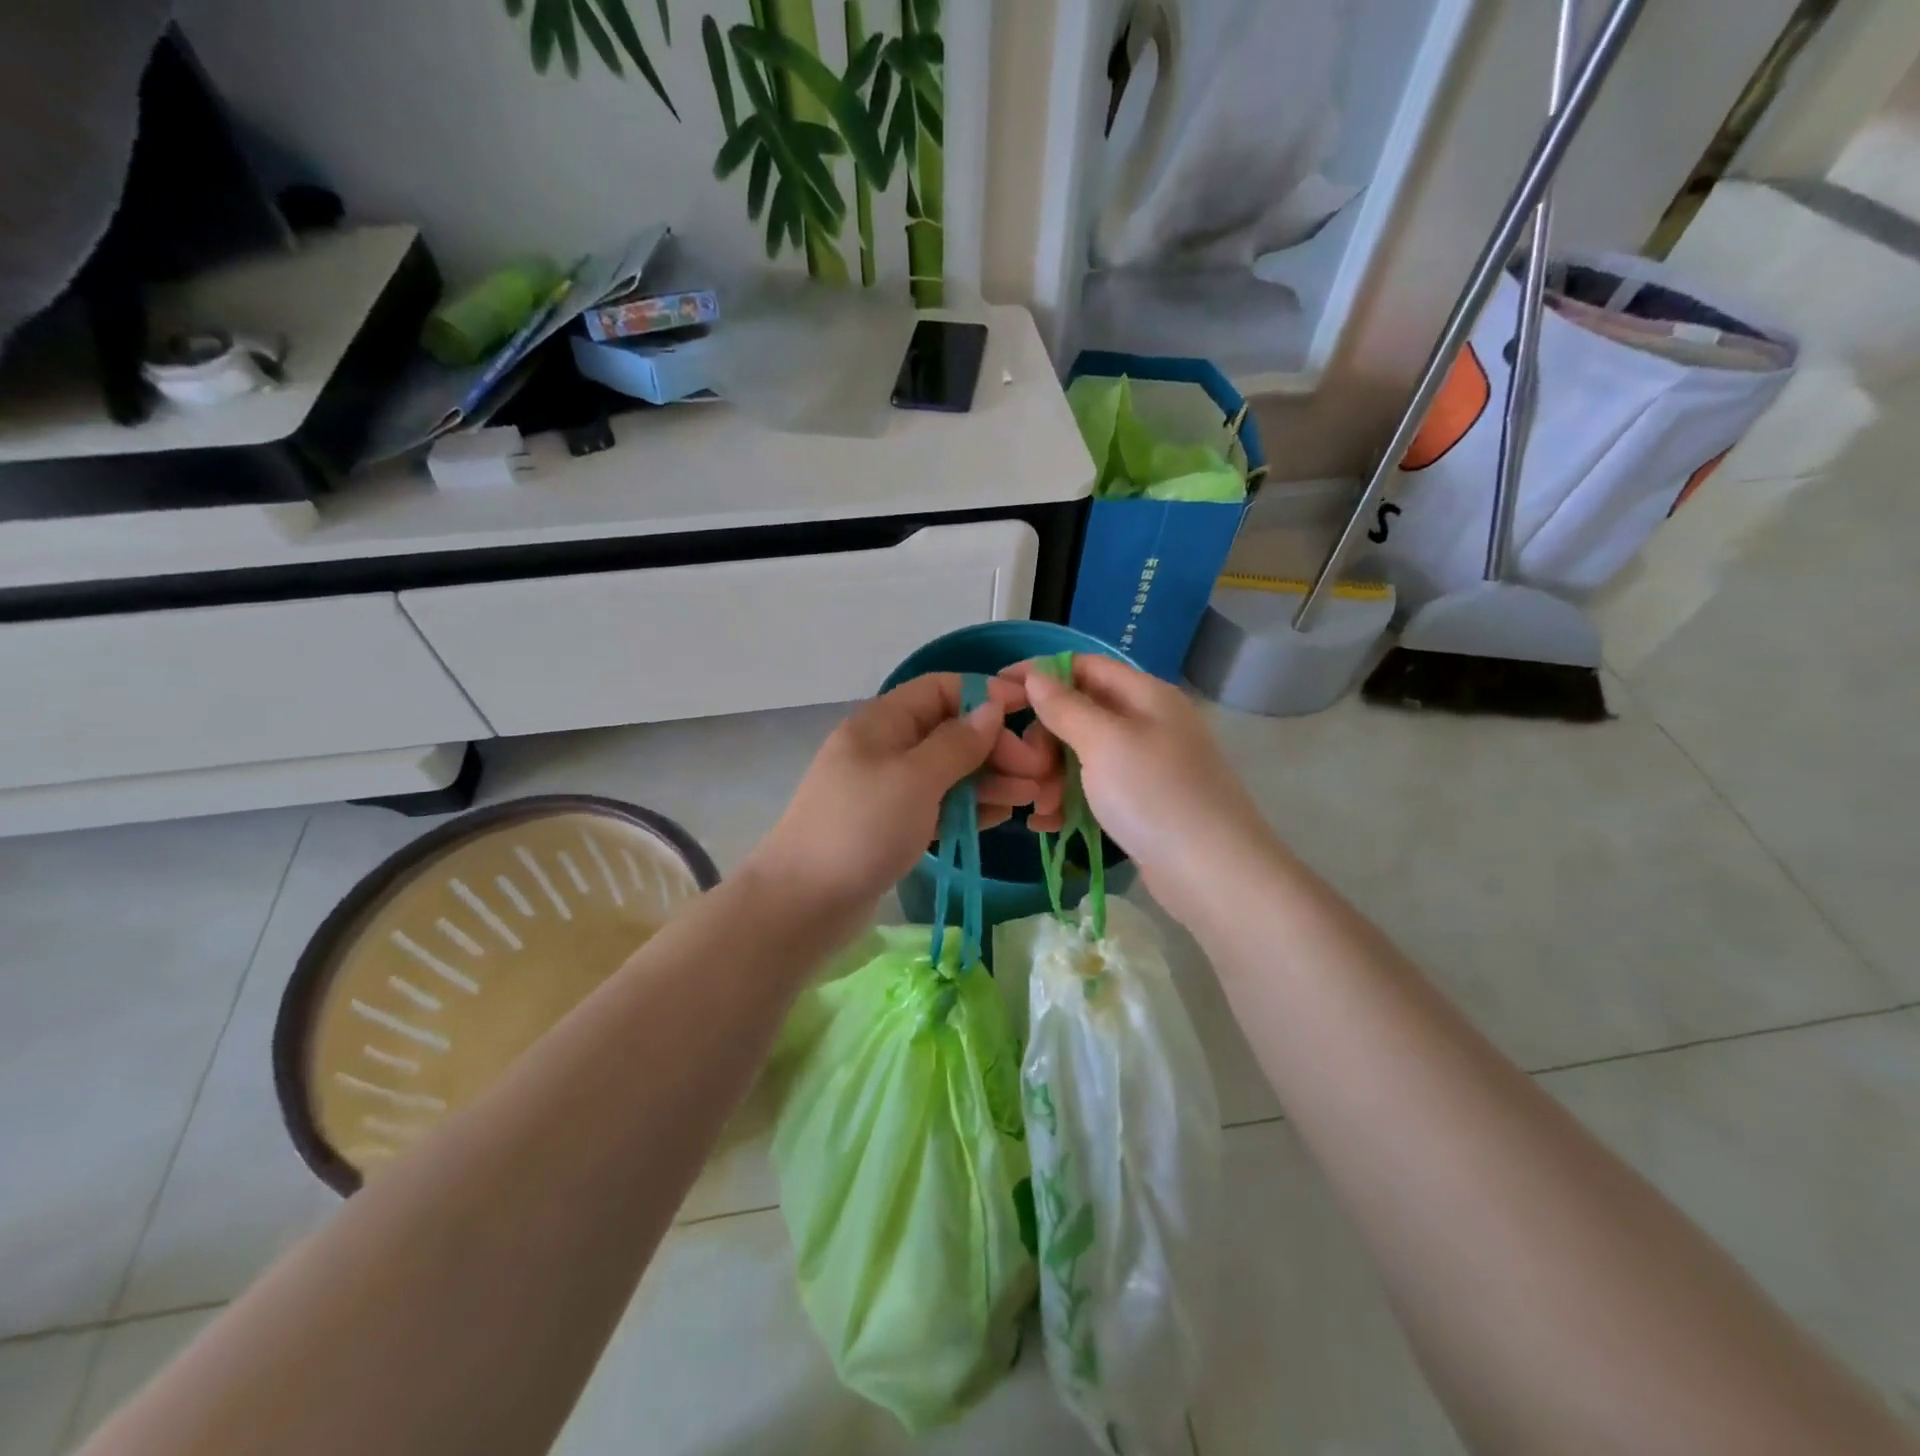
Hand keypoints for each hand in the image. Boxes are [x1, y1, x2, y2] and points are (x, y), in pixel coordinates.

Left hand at [747, 673, 1056, 933]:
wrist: (804, 903)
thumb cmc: (862, 828)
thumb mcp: (915, 777)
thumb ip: (958, 742)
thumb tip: (991, 707)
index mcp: (882, 722)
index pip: (941, 689)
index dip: (985, 695)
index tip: (1029, 712)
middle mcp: (886, 748)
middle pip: (950, 732)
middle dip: (995, 746)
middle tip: (1037, 773)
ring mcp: (889, 789)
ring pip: (948, 772)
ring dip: (990, 779)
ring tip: (1032, 797)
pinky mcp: (893, 825)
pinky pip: (939, 805)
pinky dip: (970, 807)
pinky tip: (1002, 817)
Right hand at [1009, 655, 1279, 925]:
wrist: (1212, 873)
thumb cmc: (1154, 794)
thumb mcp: (1104, 742)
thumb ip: (1065, 706)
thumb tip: (1036, 674)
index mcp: (1145, 695)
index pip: (1084, 667)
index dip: (1040, 674)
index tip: (998, 691)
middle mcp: (1147, 723)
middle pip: (1081, 713)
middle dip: (1044, 737)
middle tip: (1023, 765)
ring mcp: (1146, 766)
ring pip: (1083, 755)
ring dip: (1052, 775)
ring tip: (1036, 806)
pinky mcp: (1141, 804)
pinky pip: (1094, 790)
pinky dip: (1068, 800)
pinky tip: (1046, 822)